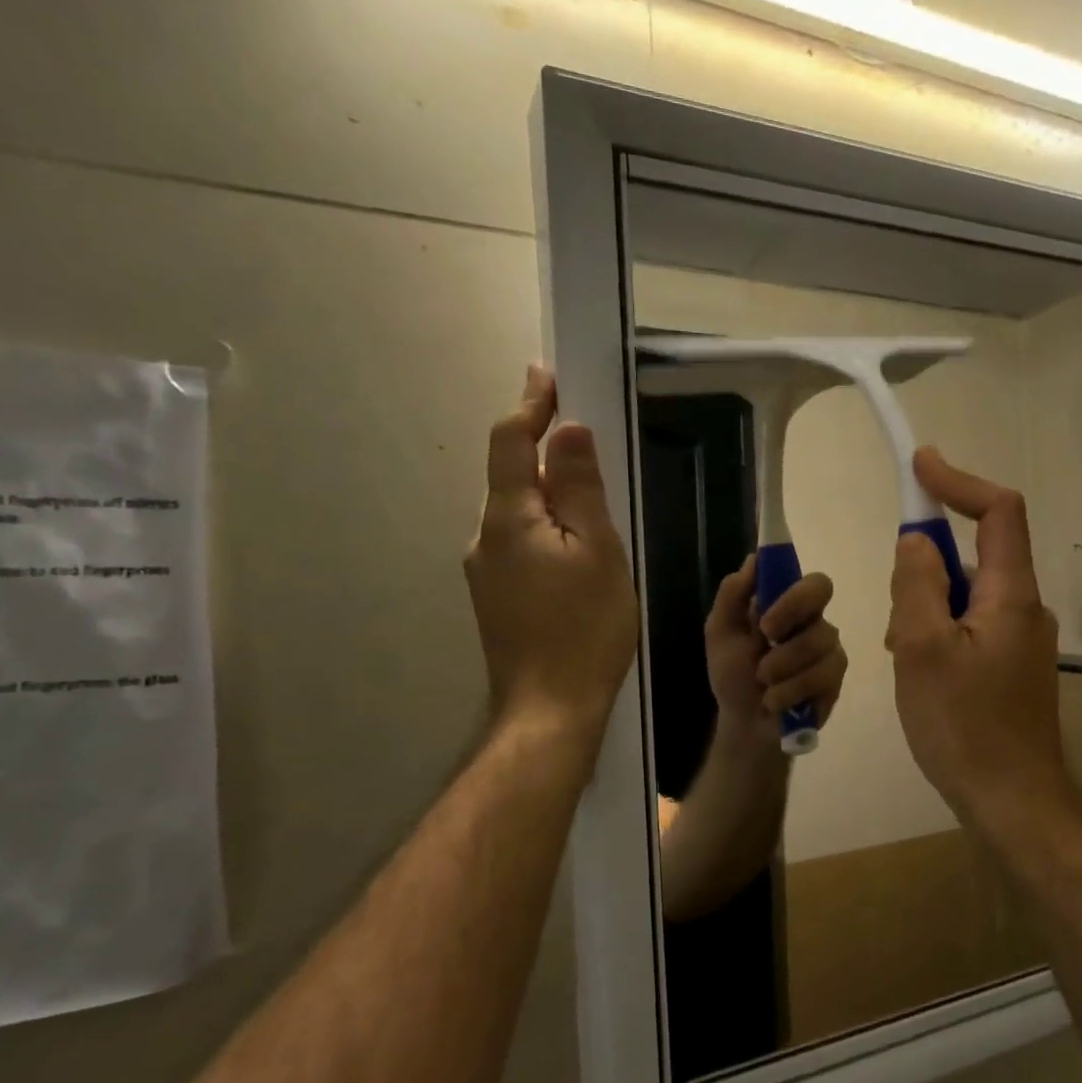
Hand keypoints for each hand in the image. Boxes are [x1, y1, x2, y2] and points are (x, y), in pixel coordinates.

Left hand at [464, 367, 637, 733]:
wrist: (549, 708)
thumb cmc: (584, 628)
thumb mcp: (597, 552)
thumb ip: (579, 488)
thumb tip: (567, 430)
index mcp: (508, 519)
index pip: (509, 443)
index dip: (528, 405)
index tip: (545, 374)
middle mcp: (484, 538)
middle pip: (509, 477)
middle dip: (539, 448)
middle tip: (580, 435)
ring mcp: (485, 572)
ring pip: (515, 513)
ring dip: (544, 492)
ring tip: (588, 497)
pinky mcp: (495, 597)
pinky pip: (518, 543)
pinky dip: (543, 526)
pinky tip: (573, 548)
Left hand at [705, 554, 847, 748]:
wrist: (745, 726)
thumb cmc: (733, 676)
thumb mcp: (720, 633)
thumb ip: (733, 594)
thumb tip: (754, 560)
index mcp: (786, 604)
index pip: (807, 577)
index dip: (792, 591)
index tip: (765, 619)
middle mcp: (813, 620)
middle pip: (822, 592)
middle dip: (790, 616)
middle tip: (765, 642)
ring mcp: (828, 649)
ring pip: (818, 641)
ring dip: (781, 666)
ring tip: (763, 684)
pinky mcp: (835, 680)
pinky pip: (822, 675)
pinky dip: (790, 691)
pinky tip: (776, 701)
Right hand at [886, 449, 1078, 839]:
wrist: (1012, 801)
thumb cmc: (964, 725)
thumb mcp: (922, 648)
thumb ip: (917, 584)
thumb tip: (916, 542)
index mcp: (1011, 594)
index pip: (999, 511)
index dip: (959, 482)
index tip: (920, 464)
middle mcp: (1025, 609)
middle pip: (977, 556)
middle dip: (928, 568)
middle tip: (895, 617)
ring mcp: (1022, 642)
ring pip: (967, 598)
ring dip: (928, 608)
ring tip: (903, 658)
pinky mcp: (1012, 669)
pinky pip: (971, 629)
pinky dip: (940, 634)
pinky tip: (921, 677)